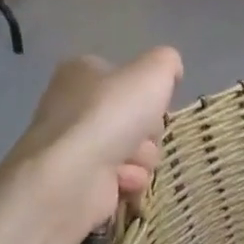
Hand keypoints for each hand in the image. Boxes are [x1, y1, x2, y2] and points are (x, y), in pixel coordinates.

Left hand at [10, 48, 184, 239]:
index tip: (155, 103)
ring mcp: (74, 146)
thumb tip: (171, 73)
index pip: (127, 78)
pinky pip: (122, 178)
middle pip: (135, 118)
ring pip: (135, 150)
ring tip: (127, 161)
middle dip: (147, 131)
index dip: (147, 93)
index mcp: (82, 73)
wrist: (74, 174)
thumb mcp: (154, 71)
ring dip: (141, 158)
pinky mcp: (78, 180)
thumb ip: (167, 62)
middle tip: (141, 134)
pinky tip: (119, 180)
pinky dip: (128, 180)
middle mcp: (73, 106)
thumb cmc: (112, 114)